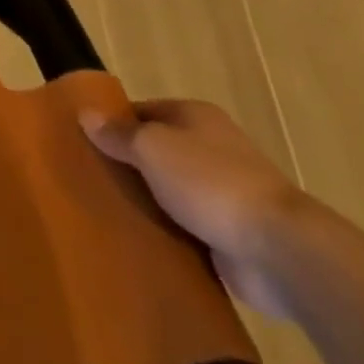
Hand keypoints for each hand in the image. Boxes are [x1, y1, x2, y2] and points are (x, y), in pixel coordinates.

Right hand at [80, 98, 309, 318]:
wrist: (280, 251)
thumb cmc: (210, 181)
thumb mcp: (151, 147)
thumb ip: (117, 134)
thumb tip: (85, 115)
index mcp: (196, 118)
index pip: (142, 112)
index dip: (112, 124)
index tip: (83, 143)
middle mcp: (211, 149)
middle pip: (155, 152)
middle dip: (127, 166)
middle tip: (88, 179)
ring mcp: (223, 194)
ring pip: (169, 192)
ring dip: (146, 203)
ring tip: (105, 212)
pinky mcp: (229, 235)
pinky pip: (186, 229)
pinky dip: (166, 235)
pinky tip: (137, 242)